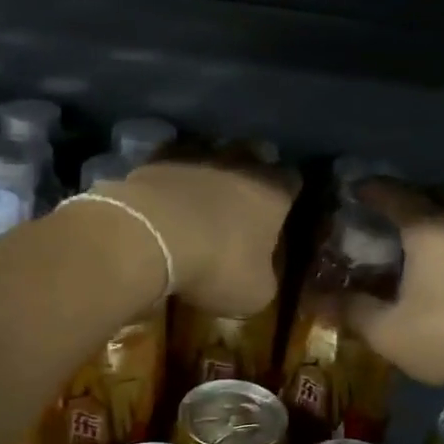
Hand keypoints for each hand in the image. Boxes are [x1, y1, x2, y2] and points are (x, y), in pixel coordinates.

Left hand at [104, 157, 295, 314]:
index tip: (283, 206)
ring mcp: (197, 155)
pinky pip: (172, 159)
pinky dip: (172, 173)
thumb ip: (265, 277)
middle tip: (243, 196)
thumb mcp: (254, 292)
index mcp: (272, 192)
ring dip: (210, 167)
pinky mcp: (157, 158)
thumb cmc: (216, 265)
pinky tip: (166, 191)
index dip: (288, 192)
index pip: (292, 180)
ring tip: (202, 190)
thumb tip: (261, 274)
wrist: (150, 237)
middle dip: (251, 170)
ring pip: (213, 151)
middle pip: (254, 155)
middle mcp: (241, 163)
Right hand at [345, 181, 443, 388]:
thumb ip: (353, 311)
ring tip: (411, 238)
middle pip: (431, 195)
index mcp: (428, 228)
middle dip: (405, 197)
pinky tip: (442, 264)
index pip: (393, 194)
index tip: (352, 190)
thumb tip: (318, 299)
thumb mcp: (389, 331)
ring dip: (433, 217)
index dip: (371, 190)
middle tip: (383, 211)